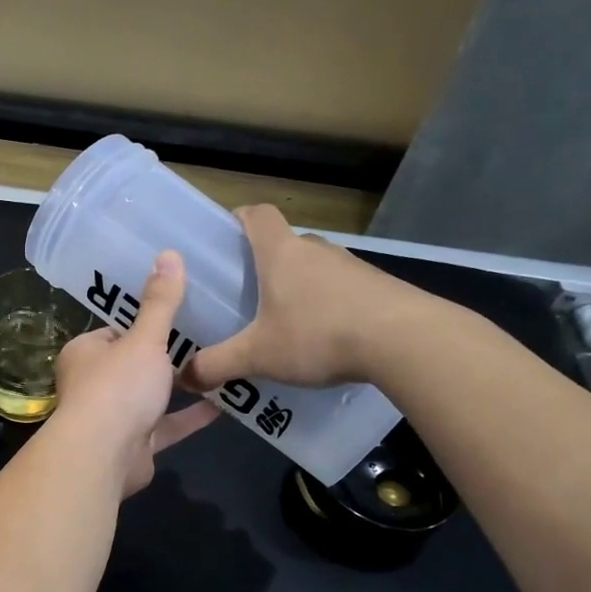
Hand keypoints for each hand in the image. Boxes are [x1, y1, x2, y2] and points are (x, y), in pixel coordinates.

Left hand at [48, 251, 218, 495]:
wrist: (103, 456)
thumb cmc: (117, 387)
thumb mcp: (144, 339)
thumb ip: (160, 303)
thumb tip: (169, 253)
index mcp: (85, 353)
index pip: (115, 330)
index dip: (144, 323)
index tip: (178, 313)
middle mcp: (93, 384)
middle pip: (133, 364)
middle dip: (165, 356)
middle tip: (208, 335)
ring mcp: (113, 417)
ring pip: (150, 397)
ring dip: (179, 386)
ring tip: (219, 365)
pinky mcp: (134, 445)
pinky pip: (166, 426)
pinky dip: (189, 417)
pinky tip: (224, 404)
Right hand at [182, 205, 436, 390]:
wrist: (407, 341)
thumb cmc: (319, 334)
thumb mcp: (258, 356)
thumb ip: (217, 365)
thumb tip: (183, 377)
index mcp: (281, 253)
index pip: (256, 214)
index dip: (237, 218)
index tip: (223, 238)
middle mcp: (316, 250)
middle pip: (283, 244)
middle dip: (262, 265)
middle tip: (243, 297)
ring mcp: (351, 267)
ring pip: (313, 269)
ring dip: (297, 288)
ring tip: (281, 324)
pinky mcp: (377, 288)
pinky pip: (340, 290)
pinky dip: (326, 306)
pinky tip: (322, 340)